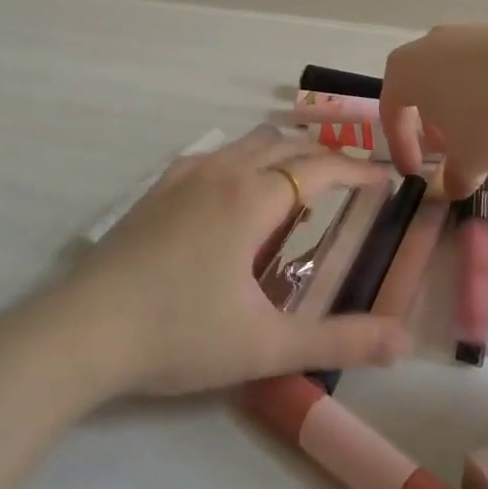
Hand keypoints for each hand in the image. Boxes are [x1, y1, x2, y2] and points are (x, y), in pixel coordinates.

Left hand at [68, 126, 411, 395]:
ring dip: (282, 151)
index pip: (320, 168)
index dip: (358, 170)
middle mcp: (222, 172)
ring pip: (247, 142)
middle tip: (350, 179)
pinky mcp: (157, 189)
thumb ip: (339, 340)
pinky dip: (243, 158)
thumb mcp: (266, 345)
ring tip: (300, 179)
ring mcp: (184, 176)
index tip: (385, 179)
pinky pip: (214, 154)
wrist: (83, 331)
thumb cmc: (180, 335)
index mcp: (252, 198)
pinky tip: (236, 189)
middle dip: (324, 155)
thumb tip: (403, 341)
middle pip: (285, 144)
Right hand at [380, 21, 487, 197]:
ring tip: (479, 132)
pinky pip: (478, 65)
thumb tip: (455, 187)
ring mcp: (462, 33)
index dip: (401, 146)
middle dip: (429, 123)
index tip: (416, 172)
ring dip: (457, 105)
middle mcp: (425, 45)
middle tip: (446, 150)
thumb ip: (454, 177)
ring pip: (448, 75)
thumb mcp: (468, 159)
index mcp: (403, 71)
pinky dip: (483, 88)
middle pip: (418, 88)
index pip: (392, 112)